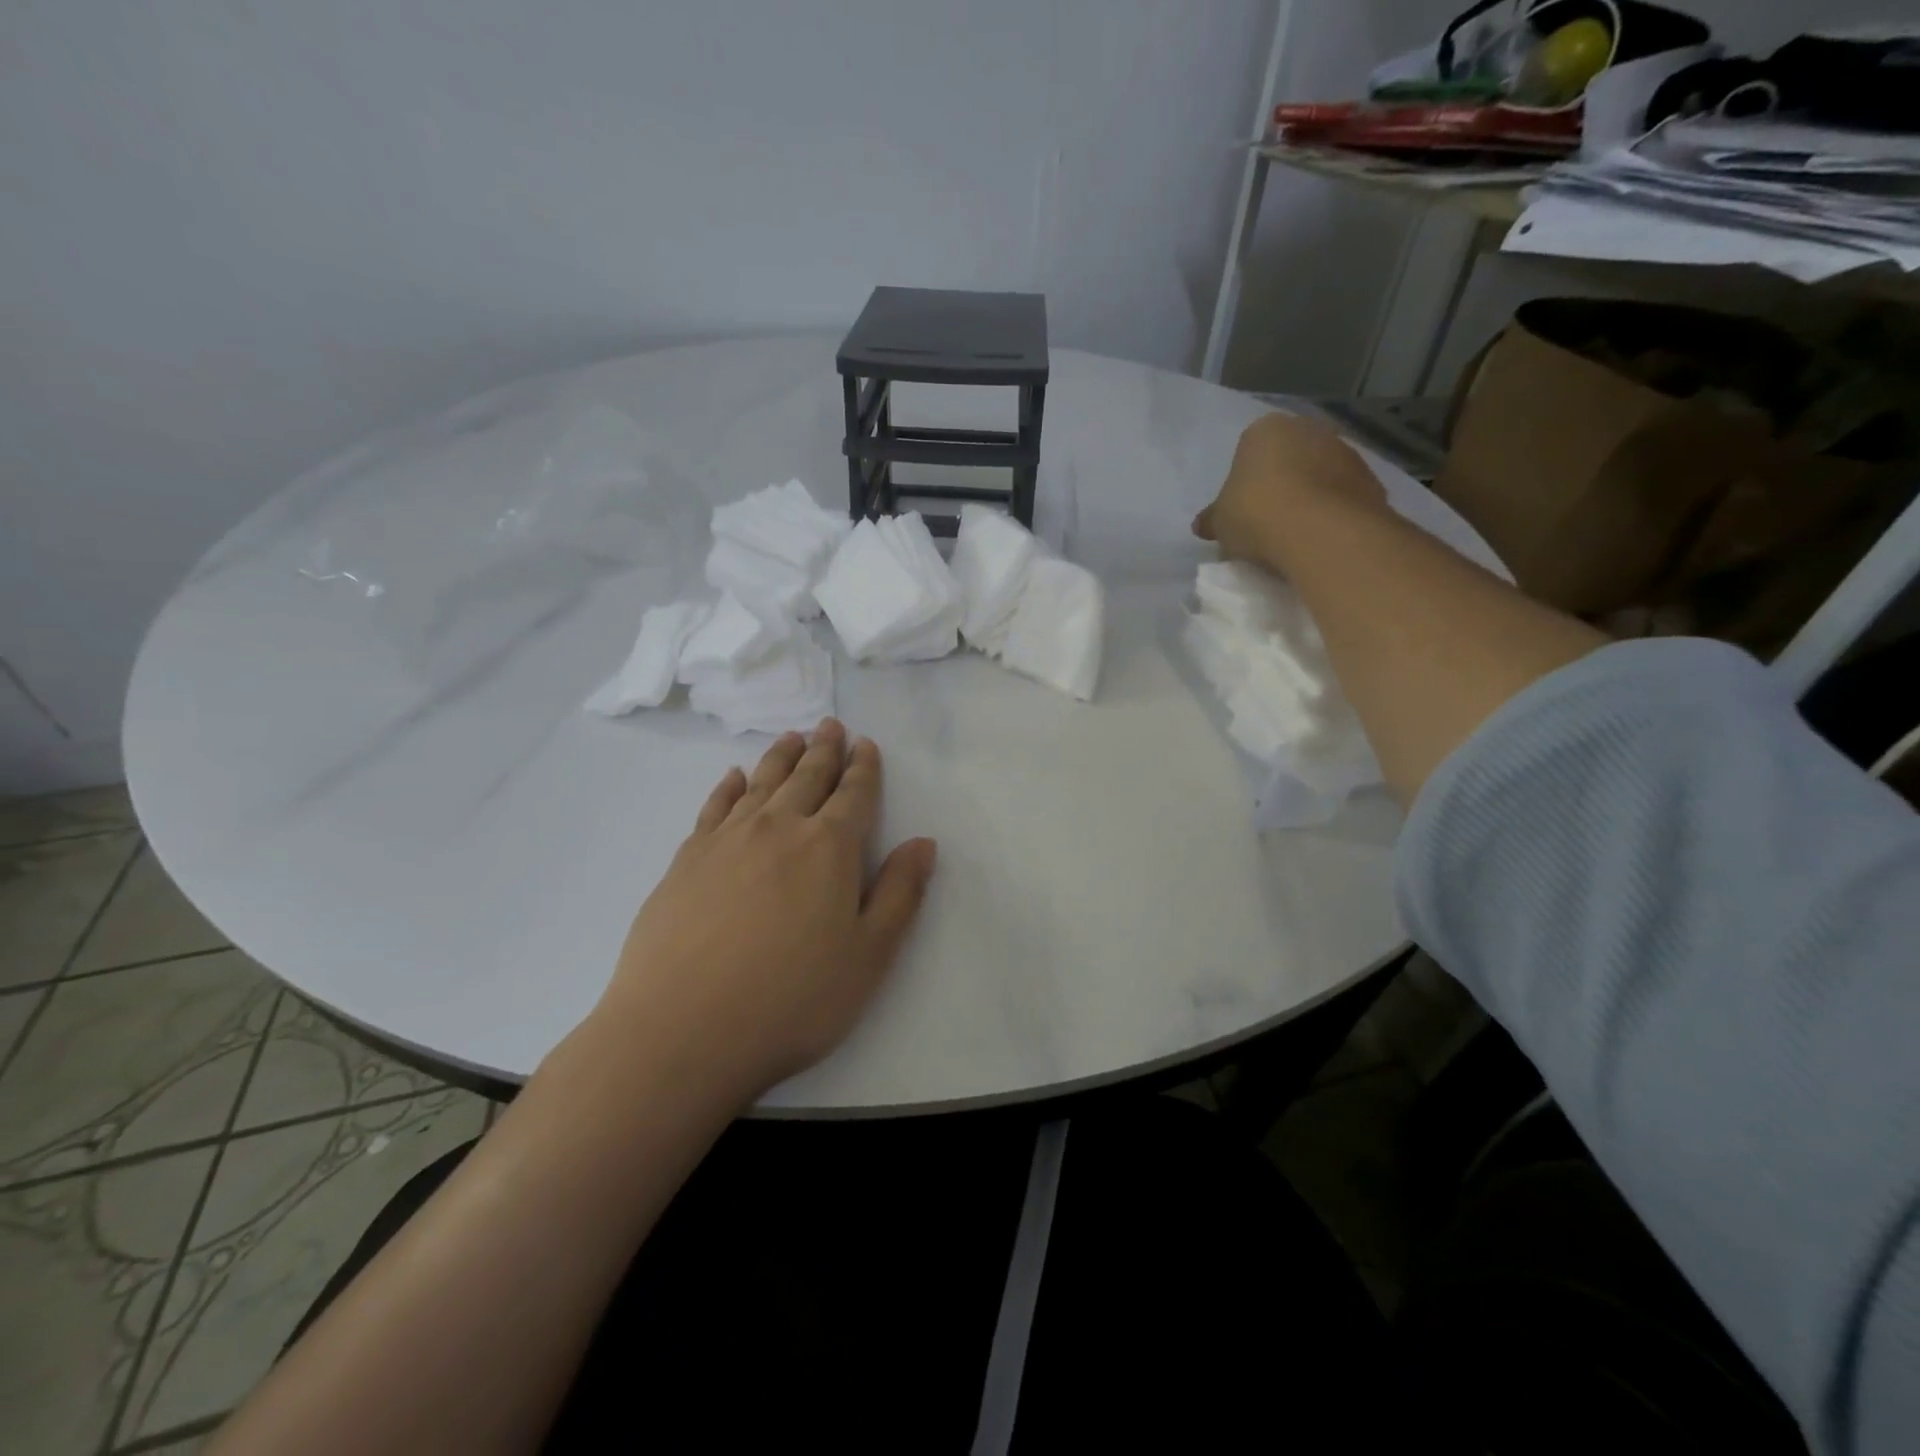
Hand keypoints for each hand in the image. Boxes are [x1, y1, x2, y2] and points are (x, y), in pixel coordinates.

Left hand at [594, 719, 936, 1103]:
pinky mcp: (686, 860)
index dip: (864, 768)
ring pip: (761, 783)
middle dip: (824, 750)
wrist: (682, 1031)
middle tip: (830, 726)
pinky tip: (733, 777)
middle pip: (807, 777)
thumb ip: (899, 894)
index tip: (866, 744)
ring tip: (792, 737)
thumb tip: (923, 843)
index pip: (854, 794)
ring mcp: (727, 840)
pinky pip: (714, 806)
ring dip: (781, 757)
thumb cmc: (791, 999)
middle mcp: (779, 828)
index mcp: (829, 848)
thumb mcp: (868, 956)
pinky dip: (728, 786)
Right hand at [1194, 413, 1386, 570]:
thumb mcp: (1221, 522)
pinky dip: (1333, 513)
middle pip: (1289, 458)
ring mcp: (1345, 452)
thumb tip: (1203, 524)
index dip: (1244, 483)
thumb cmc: (1256, 514)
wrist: (1321, 532)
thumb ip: (1214, 519)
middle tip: (1266, 521)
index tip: (1241, 510)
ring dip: (1310, 498)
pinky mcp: (1371, 481)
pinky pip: (1343, 497)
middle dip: (1280, 484)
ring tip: (1295, 535)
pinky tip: (1320, 539)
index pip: (1249, 451)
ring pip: (1319, 476)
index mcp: (1265, 430)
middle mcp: (1309, 429)